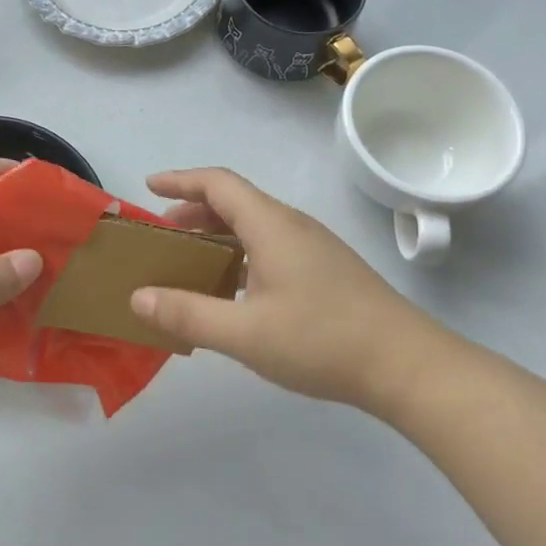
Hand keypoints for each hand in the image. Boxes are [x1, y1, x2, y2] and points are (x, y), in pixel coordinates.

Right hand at [130, 168, 446, 411]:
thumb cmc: (323, 341)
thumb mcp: (246, 334)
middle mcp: (292, 225)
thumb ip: (188, 315)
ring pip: (255, 225)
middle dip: (193, 210)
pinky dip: (241, 252)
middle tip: (162, 233)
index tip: (148, 187)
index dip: (180, 180)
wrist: (408, 365)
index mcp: (271, 225)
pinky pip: (271, 244)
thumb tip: (137, 298)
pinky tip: (235, 289)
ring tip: (191, 260)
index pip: (218, 183)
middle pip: (235, 201)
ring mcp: (313, 247)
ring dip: (218, 233)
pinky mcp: (326, 269)